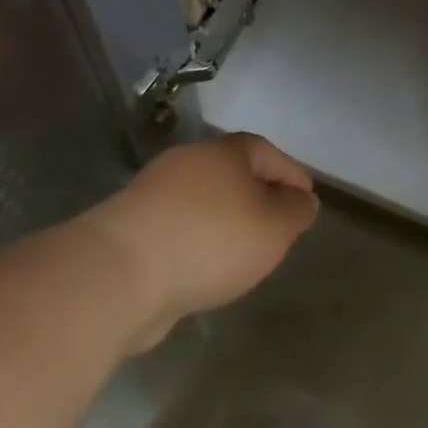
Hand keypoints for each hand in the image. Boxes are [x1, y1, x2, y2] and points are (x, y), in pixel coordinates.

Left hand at [93, 132, 318, 327]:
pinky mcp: (133, 230)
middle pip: (233, 175)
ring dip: (228, 223)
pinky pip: (181, 230)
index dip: (291, 174)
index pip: (266, 151)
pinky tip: (209, 269)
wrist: (120, 275)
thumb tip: (302, 201)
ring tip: (247, 254)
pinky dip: (201, 243)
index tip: (307, 202)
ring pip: (206, 203)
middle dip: (260, 197)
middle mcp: (186, 165)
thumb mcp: (275, 226)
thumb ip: (296, 211)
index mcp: (222, 153)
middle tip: (280, 228)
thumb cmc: (211, 240)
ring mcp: (154, 197)